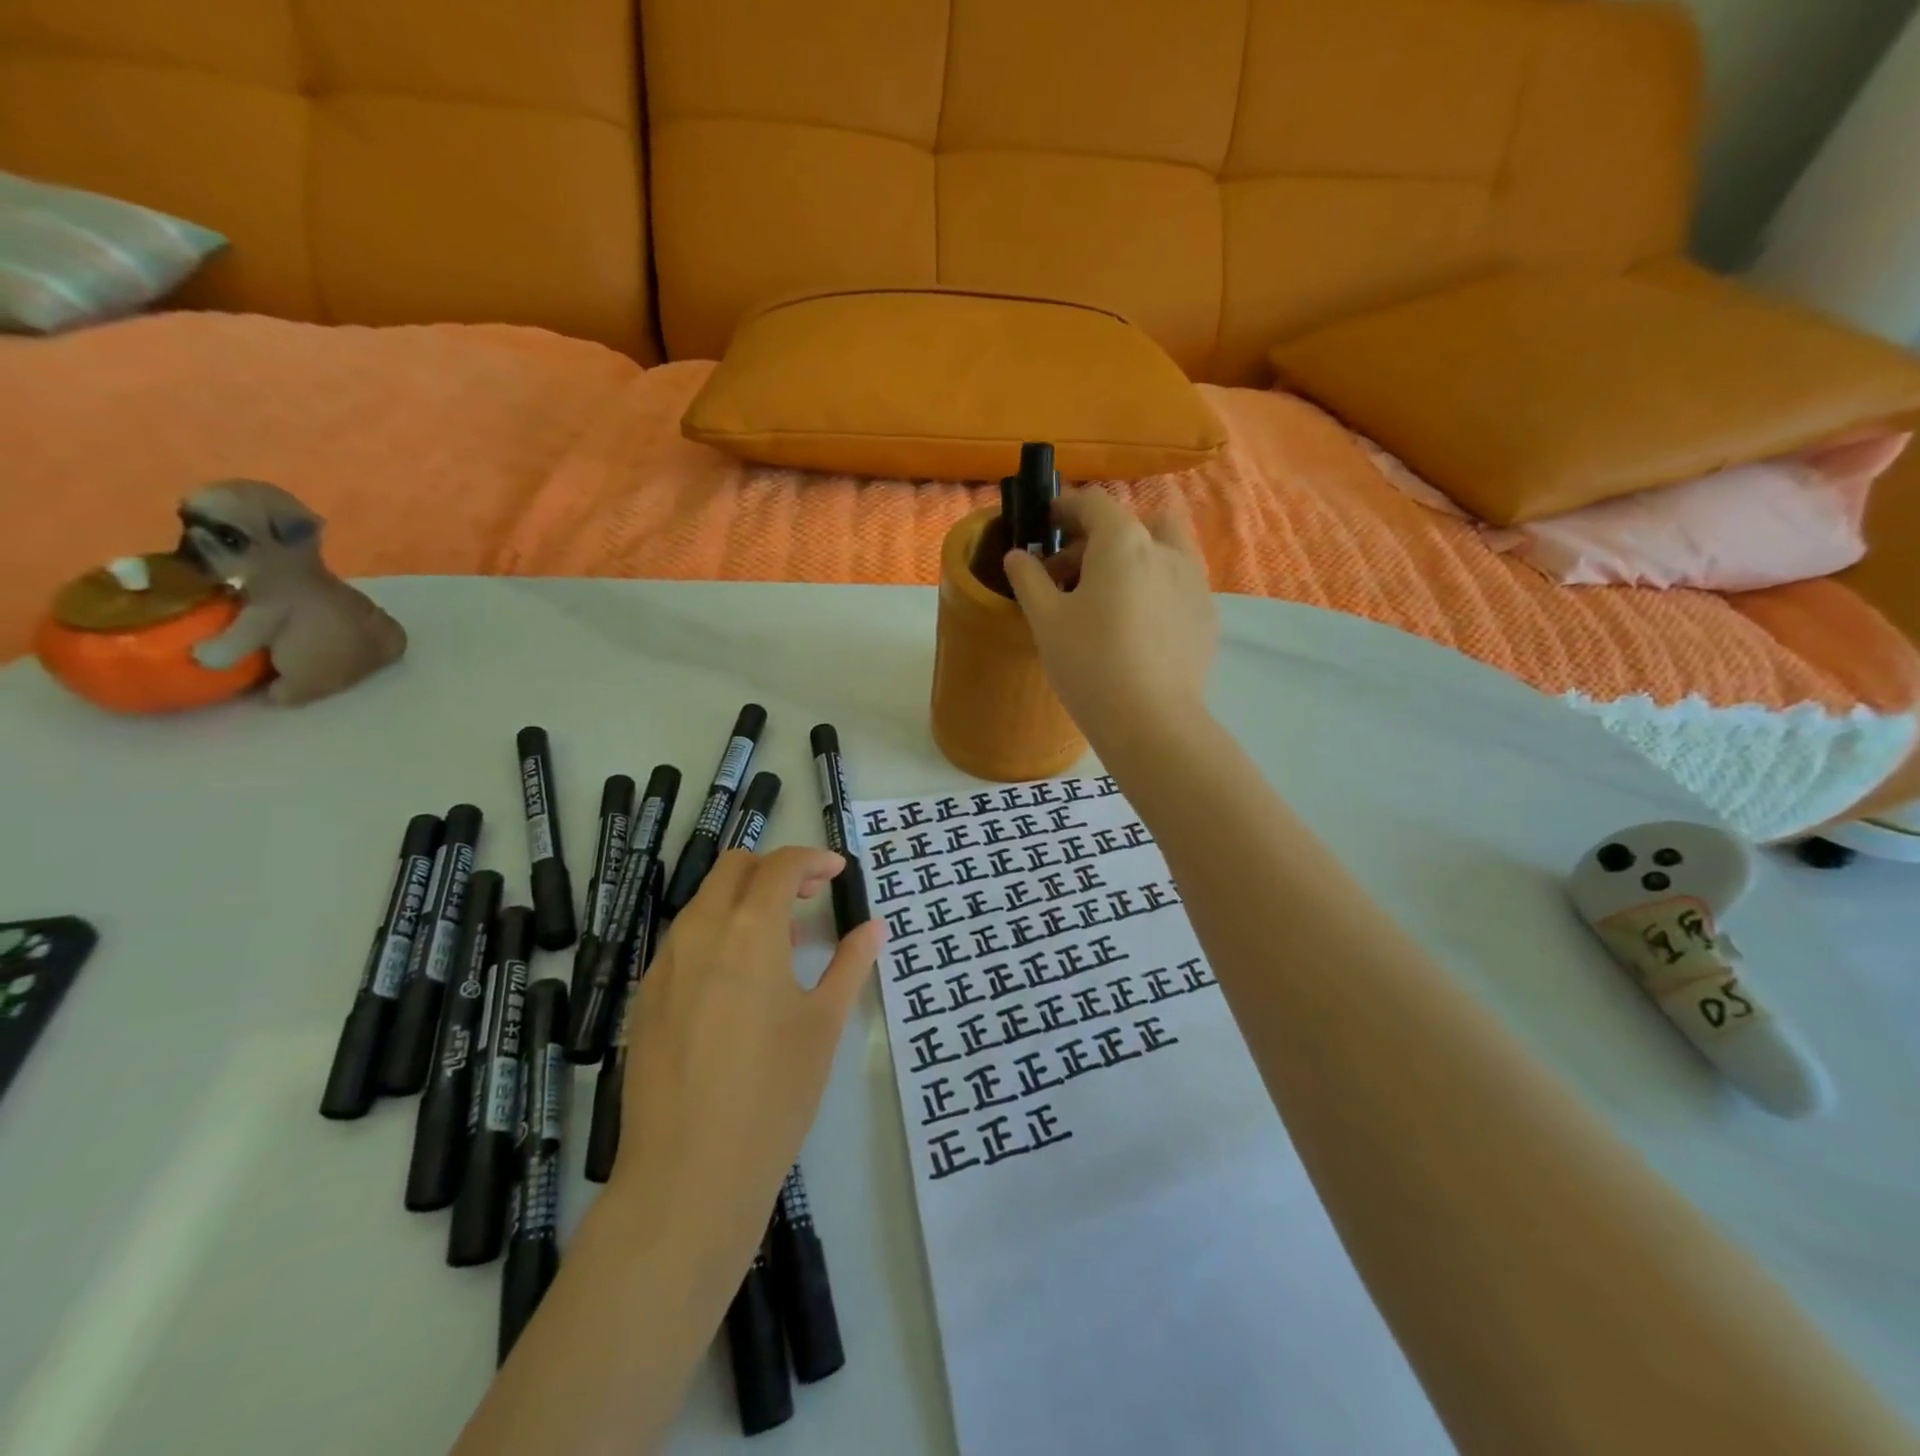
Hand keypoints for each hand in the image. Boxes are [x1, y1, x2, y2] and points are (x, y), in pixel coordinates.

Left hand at [613, 847, 885, 1262]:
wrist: (687, 1177)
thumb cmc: (773, 1094)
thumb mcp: (823, 1025)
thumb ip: (850, 964)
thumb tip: (874, 927)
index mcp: (749, 930)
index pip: (779, 865)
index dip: (812, 859)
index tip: (837, 872)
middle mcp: (700, 933)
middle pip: (734, 869)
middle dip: (774, 869)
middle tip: (809, 897)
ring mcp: (665, 965)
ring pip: (705, 902)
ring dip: (744, 900)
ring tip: (780, 941)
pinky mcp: (646, 998)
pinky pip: (685, 941)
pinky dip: (718, 934)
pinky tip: (740, 981)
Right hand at [1003, 489, 1217, 749]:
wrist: (1150, 721)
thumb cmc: (1089, 664)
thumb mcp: (1045, 620)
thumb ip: (1029, 579)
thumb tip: (1018, 556)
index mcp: (1124, 542)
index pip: (1094, 503)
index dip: (1065, 508)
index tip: (1045, 525)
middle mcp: (1166, 550)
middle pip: (1133, 522)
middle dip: (1100, 537)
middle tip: (1070, 573)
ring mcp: (1194, 581)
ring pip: (1163, 550)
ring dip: (1134, 558)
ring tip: (1107, 598)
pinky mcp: (1206, 614)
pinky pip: (1177, 584)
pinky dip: (1153, 588)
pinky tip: (1136, 628)